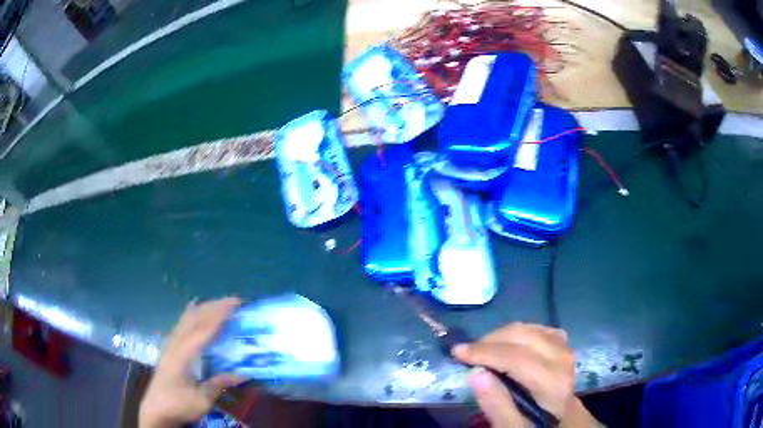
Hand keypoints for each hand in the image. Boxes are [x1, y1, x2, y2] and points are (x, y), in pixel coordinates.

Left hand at [139, 297, 242, 427]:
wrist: (156, 408)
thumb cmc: (178, 405)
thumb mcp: (202, 400)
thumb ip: (219, 384)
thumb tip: (243, 374)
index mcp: (183, 355)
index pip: (202, 331)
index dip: (218, 317)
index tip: (234, 305)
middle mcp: (175, 344)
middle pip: (194, 319)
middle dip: (213, 307)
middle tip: (234, 301)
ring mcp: (171, 344)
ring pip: (187, 319)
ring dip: (203, 308)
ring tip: (220, 303)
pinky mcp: (170, 348)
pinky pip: (181, 324)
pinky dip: (191, 313)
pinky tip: (193, 307)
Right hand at [452, 323, 600, 427]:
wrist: (562, 423)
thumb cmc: (534, 427)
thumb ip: (497, 406)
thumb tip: (475, 372)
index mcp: (553, 385)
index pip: (518, 358)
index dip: (486, 352)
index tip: (457, 352)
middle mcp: (564, 361)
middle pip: (525, 337)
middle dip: (491, 340)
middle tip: (467, 352)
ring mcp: (567, 351)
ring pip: (532, 329)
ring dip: (503, 335)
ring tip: (483, 350)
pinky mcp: (564, 347)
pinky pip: (540, 330)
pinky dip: (519, 333)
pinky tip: (507, 345)